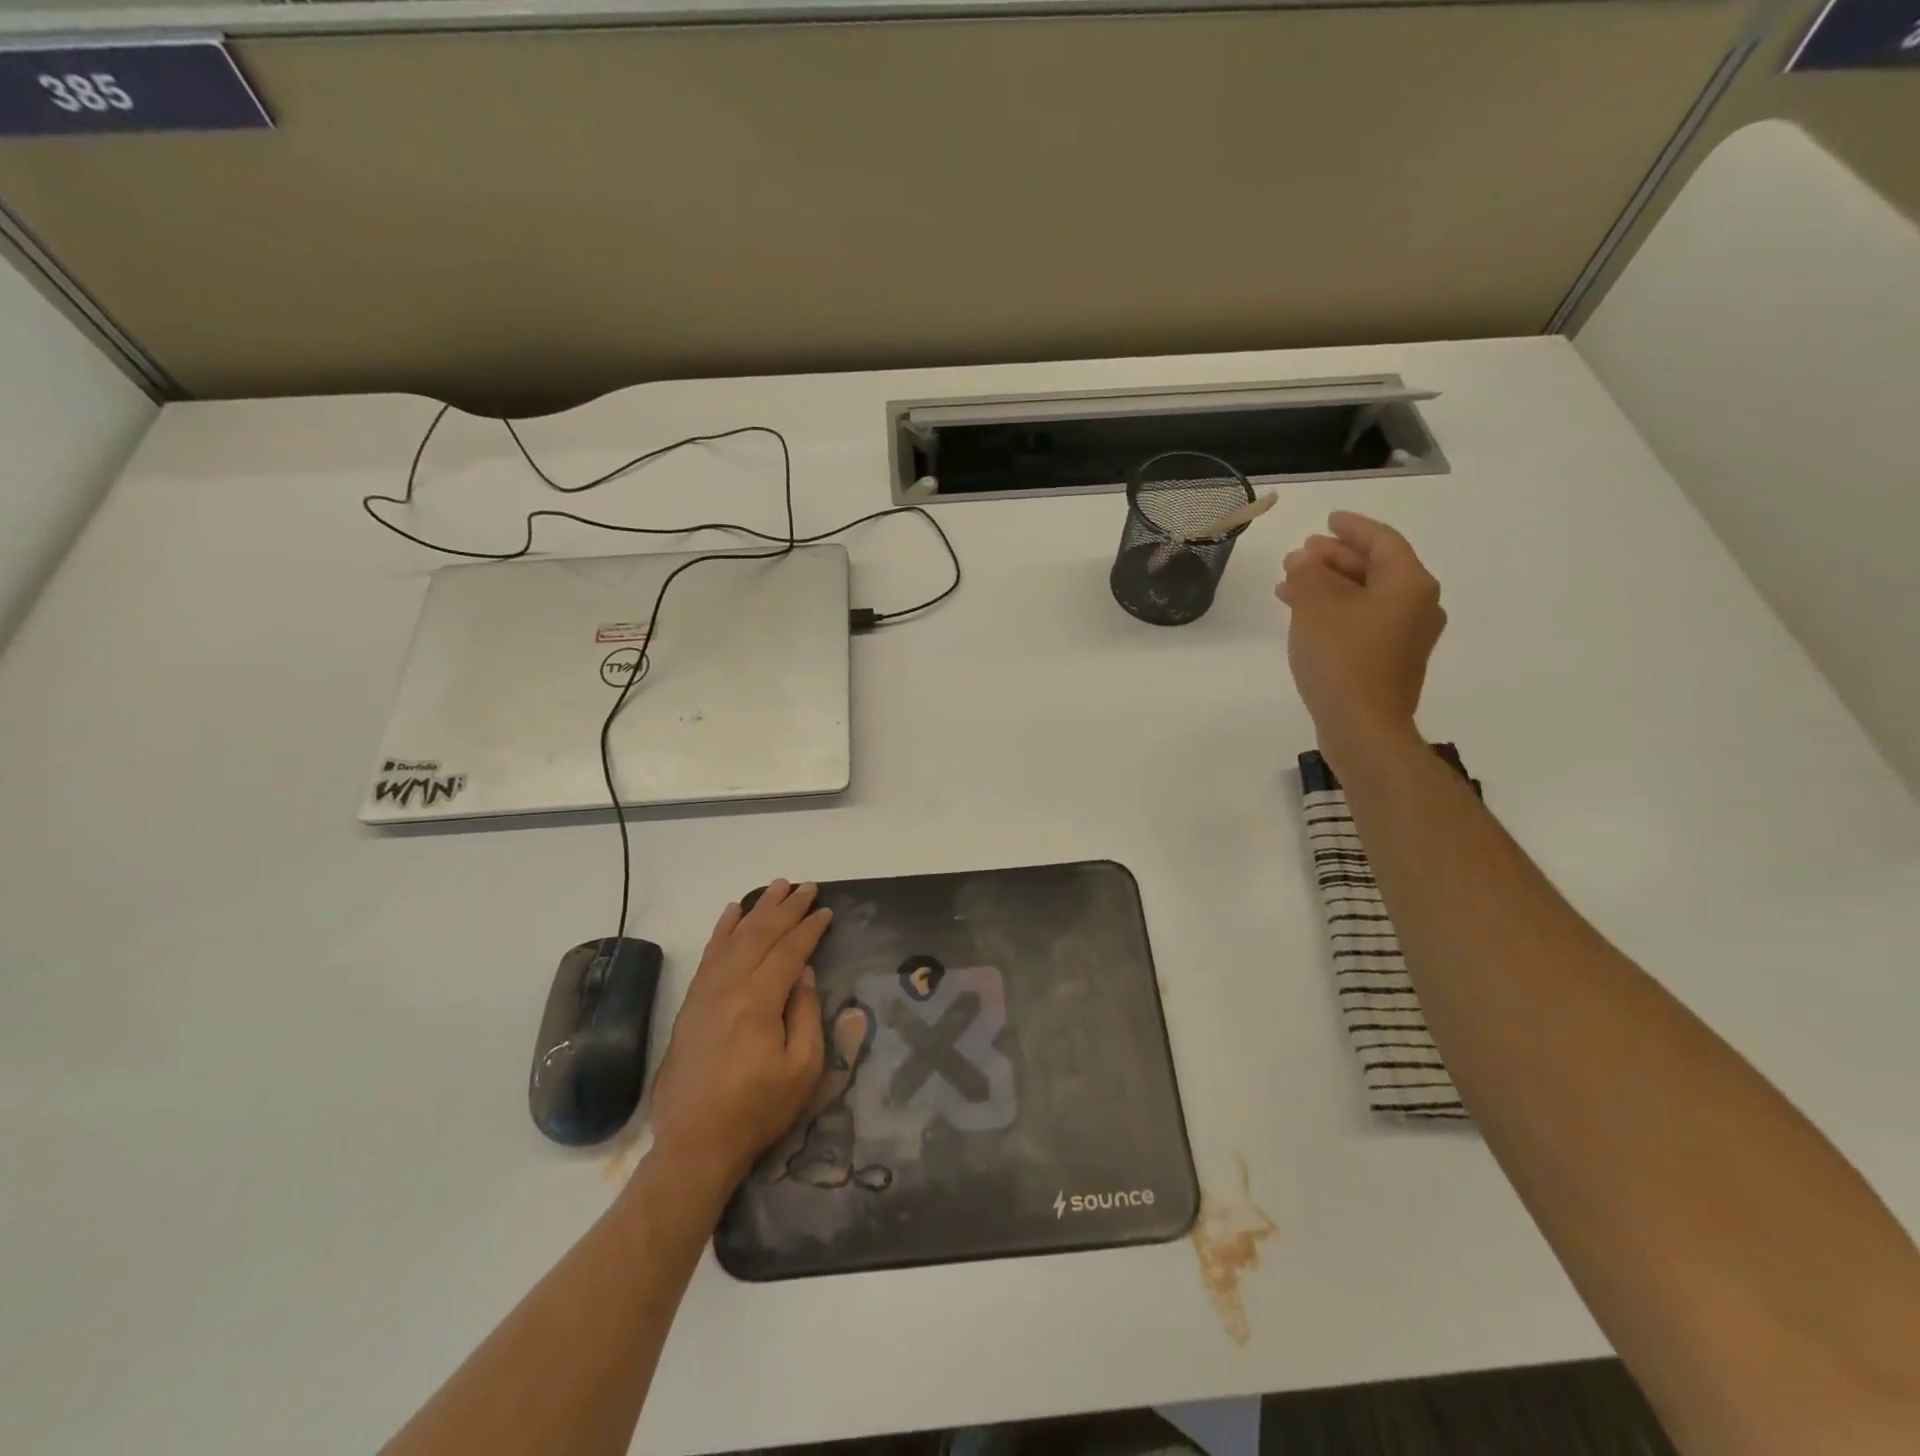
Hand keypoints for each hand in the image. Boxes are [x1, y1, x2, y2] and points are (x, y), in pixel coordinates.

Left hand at [645, 881, 831, 1196]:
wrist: (695, 1143)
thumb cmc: (757, 1109)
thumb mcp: (802, 1069)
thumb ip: (806, 1014)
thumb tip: (805, 974)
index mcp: (759, 1002)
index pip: (788, 951)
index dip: (809, 928)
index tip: (827, 910)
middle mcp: (729, 988)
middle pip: (760, 936)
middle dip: (786, 908)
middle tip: (806, 887)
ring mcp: (705, 993)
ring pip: (734, 938)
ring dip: (757, 910)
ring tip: (776, 888)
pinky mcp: (691, 1004)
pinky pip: (709, 955)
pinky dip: (722, 930)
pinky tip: (732, 913)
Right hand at [1275, 512, 1444, 767]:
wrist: (1362, 726)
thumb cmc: (1342, 659)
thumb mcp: (1315, 606)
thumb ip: (1308, 574)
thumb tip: (1304, 561)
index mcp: (1409, 584)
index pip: (1382, 542)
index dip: (1352, 528)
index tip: (1328, 519)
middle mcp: (1416, 606)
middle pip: (1374, 569)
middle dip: (1334, 559)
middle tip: (1299, 555)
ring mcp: (1406, 637)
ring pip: (1365, 597)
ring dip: (1329, 587)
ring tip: (1289, 586)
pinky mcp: (1390, 662)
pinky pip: (1362, 622)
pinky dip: (1335, 612)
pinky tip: (1305, 618)